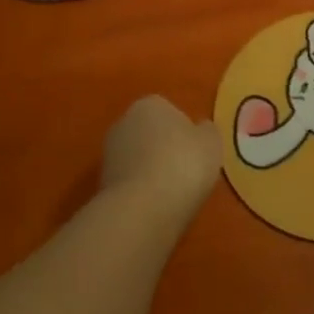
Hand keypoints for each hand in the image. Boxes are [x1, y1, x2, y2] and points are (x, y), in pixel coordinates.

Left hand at [101, 96, 219, 210]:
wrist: (142, 209)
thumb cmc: (183, 164)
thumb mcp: (212, 143)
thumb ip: (206, 131)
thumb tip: (200, 129)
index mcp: (150, 104)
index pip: (169, 111)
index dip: (185, 131)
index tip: (196, 151)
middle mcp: (123, 122)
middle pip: (151, 134)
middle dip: (164, 149)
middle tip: (186, 171)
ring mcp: (109, 154)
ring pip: (139, 159)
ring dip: (151, 172)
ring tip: (172, 193)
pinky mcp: (101, 184)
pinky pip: (130, 183)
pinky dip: (141, 191)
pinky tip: (156, 205)